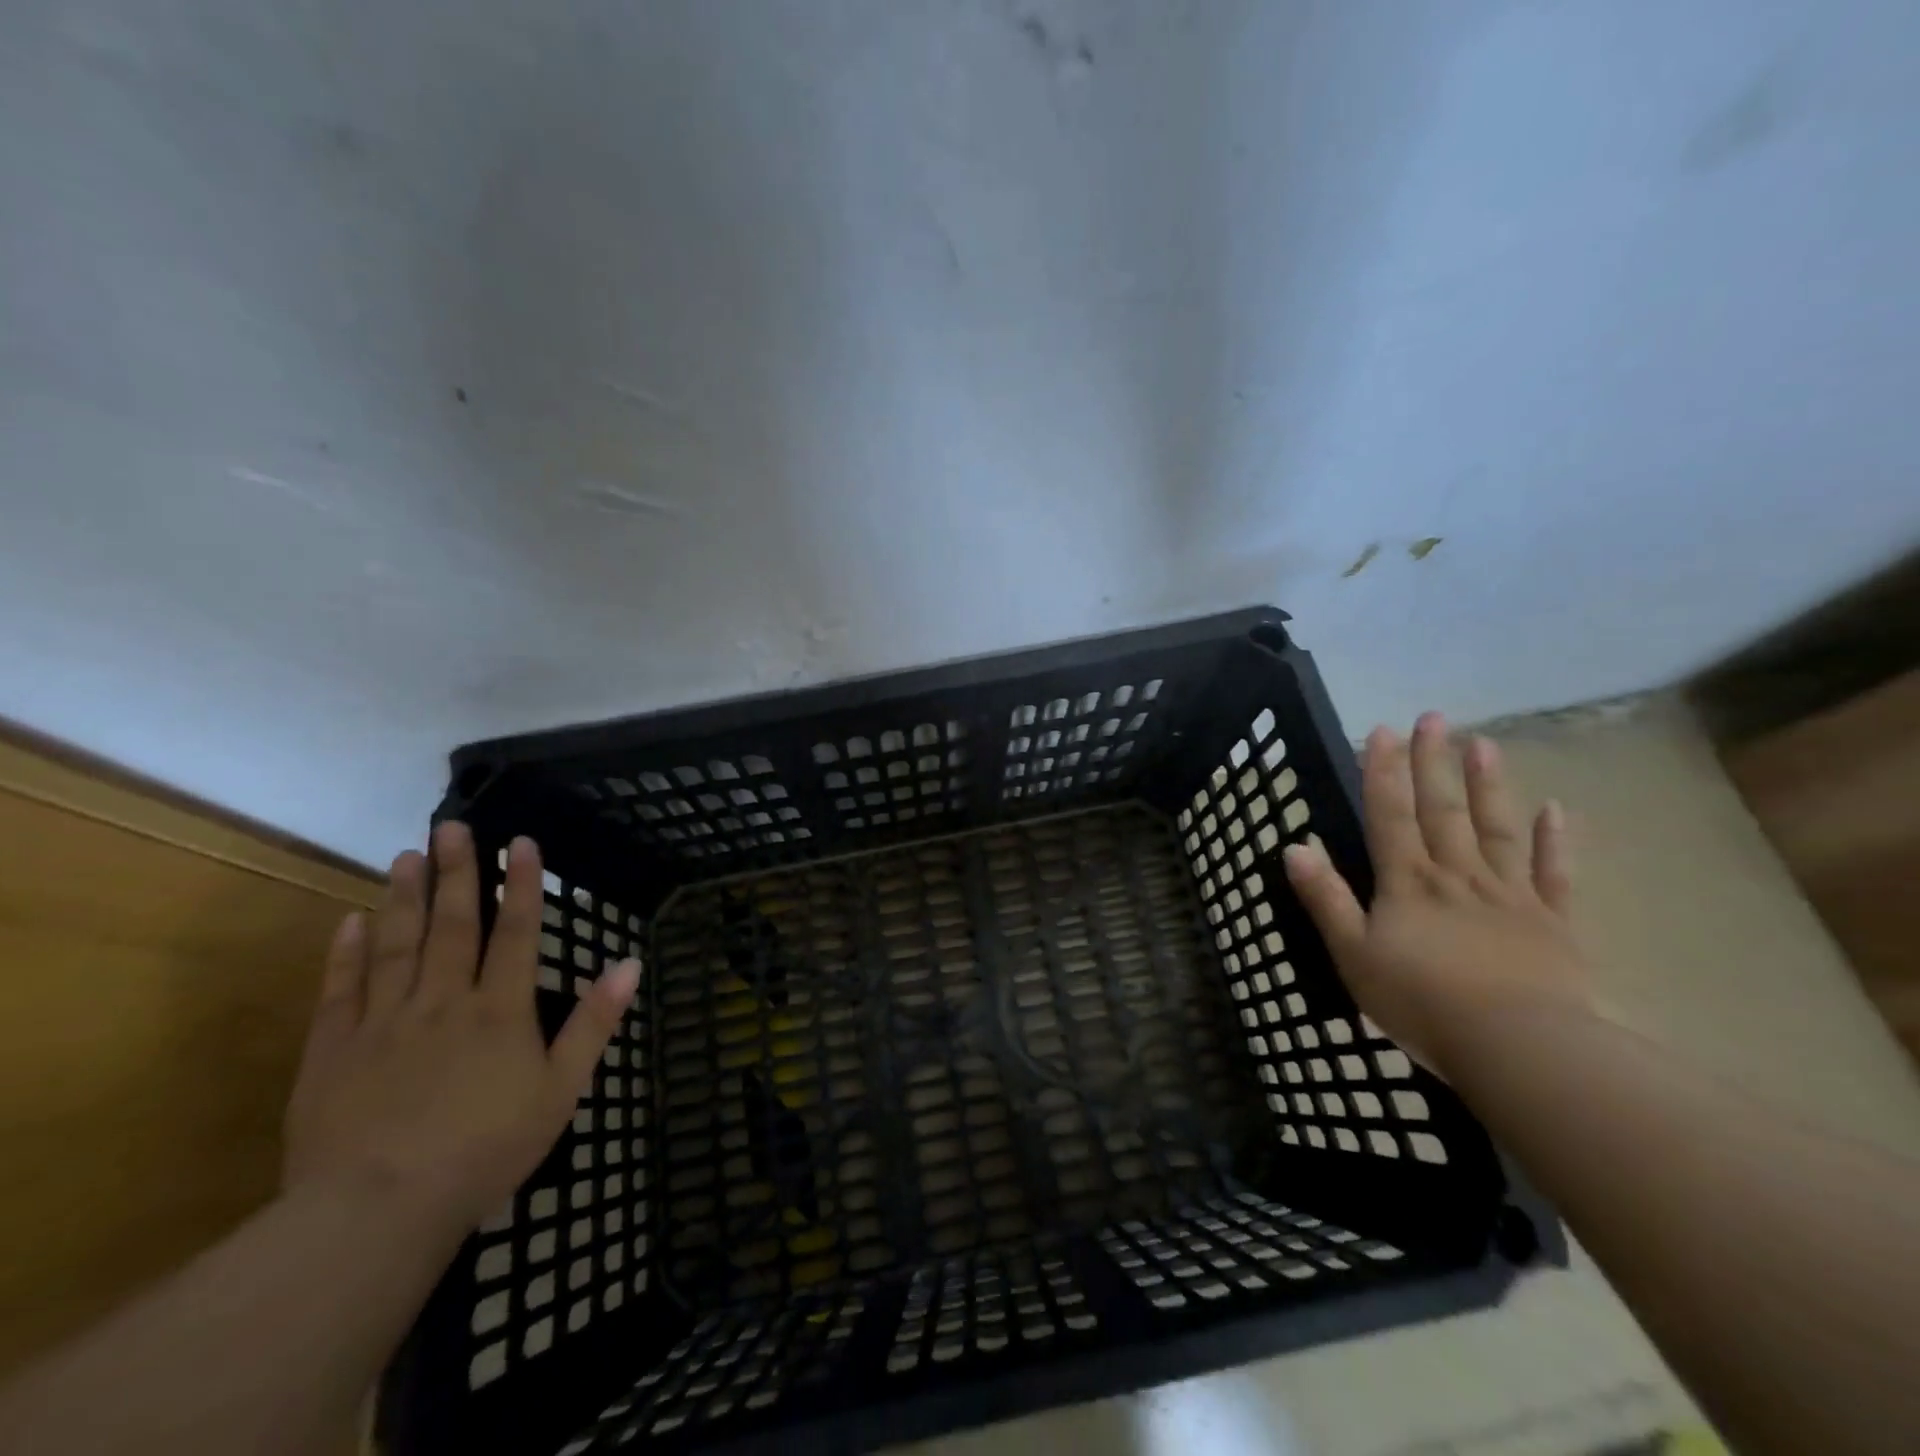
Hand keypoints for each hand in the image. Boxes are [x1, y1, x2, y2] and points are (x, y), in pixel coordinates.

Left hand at [283, 824, 638, 1238]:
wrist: (377, 1211)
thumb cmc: (486, 1149)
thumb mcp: (562, 1089)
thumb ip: (595, 1022)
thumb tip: (630, 964)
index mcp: (500, 1009)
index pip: (515, 932)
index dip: (520, 884)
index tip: (519, 841)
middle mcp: (443, 1000)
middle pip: (451, 925)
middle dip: (456, 872)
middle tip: (450, 826)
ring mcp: (383, 1022)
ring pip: (395, 945)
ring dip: (403, 898)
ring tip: (405, 855)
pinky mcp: (333, 1052)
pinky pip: (340, 991)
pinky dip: (345, 953)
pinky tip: (350, 921)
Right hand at [1282, 712, 1594, 1077]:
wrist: (1518, 1048)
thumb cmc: (1420, 1002)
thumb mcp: (1352, 953)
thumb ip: (1326, 898)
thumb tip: (1294, 847)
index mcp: (1407, 882)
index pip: (1390, 815)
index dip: (1383, 772)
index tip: (1382, 730)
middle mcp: (1457, 875)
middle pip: (1442, 810)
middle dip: (1433, 762)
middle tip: (1433, 717)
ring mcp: (1509, 896)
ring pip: (1496, 829)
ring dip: (1488, 785)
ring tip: (1483, 743)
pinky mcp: (1553, 924)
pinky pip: (1554, 875)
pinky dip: (1556, 841)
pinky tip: (1557, 809)